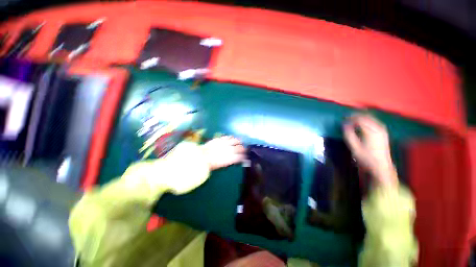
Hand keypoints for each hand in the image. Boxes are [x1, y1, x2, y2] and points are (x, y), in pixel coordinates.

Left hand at [202, 136, 245, 170]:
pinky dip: (231, 137)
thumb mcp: (222, 165)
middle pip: (239, 148)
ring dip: (238, 141)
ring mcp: (225, 143)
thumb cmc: (211, 164)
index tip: (245, 156)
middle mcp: (229, 150)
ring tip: (240, 141)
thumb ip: (230, 161)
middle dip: (243, 148)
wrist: (201, 157)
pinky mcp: (220, 139)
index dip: (243, 156)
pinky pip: (227, 137)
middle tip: (244, 148)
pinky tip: (232, 137)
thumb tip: (235, 159)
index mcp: (230, 158)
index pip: (240, 156)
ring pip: (235, 140)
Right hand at [343, 114, 397, 187]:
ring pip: (371, 118)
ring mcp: (382, 130)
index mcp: (370, 131)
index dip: (350, 117)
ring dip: (362, 117)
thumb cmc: (366, 157)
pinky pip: (375, 122)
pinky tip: (363, 123)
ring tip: (353, 119)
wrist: (381, 166)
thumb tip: (344, 125)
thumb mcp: (354, 147)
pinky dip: (367, 120)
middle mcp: (378, 128)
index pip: (360, 119)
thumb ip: (349, 135)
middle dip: (356, 116)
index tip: (343, 119)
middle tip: (347, 117)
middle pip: (366, 117)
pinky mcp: (383, 133)